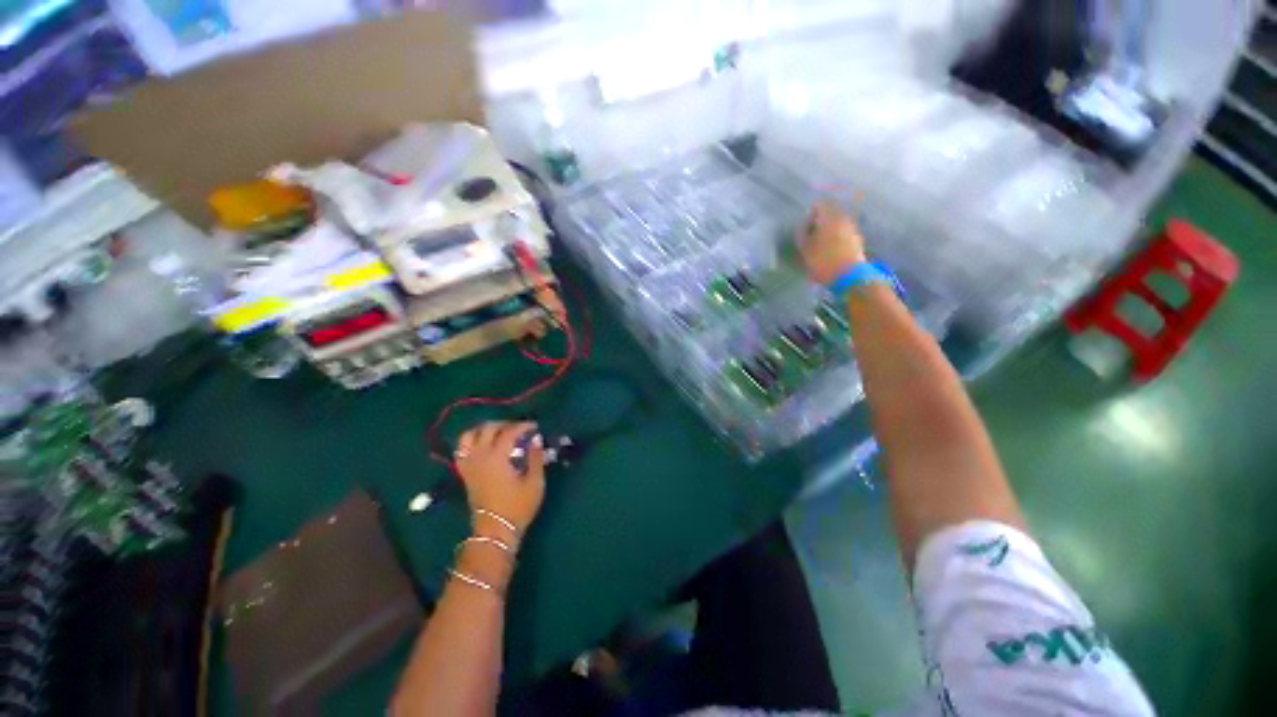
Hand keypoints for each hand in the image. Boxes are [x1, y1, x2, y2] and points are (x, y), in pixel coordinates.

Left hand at [454, 421, 545, 539]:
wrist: (495, 530)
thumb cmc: (518, 507)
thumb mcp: (534, 482)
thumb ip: (535, 457)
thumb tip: (536, 438)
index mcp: (497, 458)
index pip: (509, 432)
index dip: (523, 426)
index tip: (535, 427)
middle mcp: (479, 457)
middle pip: (488, 429)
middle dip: (505, 424)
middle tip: (520, 429)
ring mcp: (469, 465)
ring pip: (469, 436)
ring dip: (484, 429)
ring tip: (499, 432)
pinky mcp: (465, 473)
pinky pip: (462, 449)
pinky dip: (471, 441)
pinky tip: (483, 444)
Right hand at [798, 200, 867, 284]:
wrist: (850, 277)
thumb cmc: (824, 261)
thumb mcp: (805, 249)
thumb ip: (802, 234)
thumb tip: (802, 226)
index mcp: (830, 217)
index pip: (821, 203)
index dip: (811, 211)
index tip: (804, 224)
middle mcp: (844, 219)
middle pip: (831, 212)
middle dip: (820, 220)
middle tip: (810, 233)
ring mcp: (852, 229)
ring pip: (838, 222)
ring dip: (828, 229)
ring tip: (818, 243)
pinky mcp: (857, 240)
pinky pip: (844, 232)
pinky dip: (836, 236)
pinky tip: (829, 249)